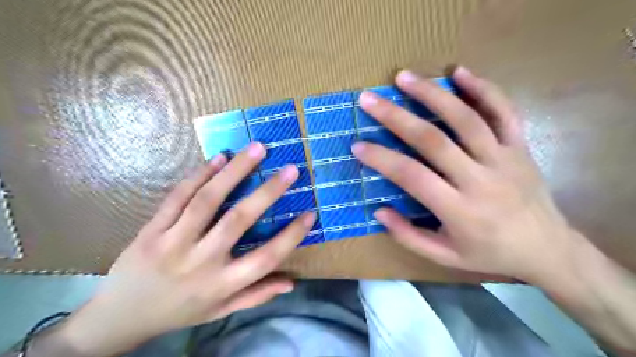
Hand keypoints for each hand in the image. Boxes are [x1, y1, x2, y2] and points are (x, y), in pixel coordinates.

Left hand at [56, 143, 312, 356]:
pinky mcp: (151, 229)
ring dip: (235, 171)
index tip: (310, 213)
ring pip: (207, 200)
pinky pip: (177, 197)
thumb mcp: (220, 311)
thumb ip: (256, 295)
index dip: (291, 236)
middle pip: (238, 221)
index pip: (265, 259)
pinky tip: (219, 158)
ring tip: (257, 149)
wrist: (120, 317)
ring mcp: (172, 242)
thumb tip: (291, 282)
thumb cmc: (180, 312)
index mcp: (221, 284)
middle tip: (291, 169)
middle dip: (268, 192)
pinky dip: (200, 175)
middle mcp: (200, 262)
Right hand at [353, 67, 576, 284]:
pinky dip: (482, 88)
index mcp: (459, 210)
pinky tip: (459, 72)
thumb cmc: (489, 254)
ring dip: (432, 94)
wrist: (547, 249)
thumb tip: (379, 211)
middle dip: (396, 117)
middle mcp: (480, 180)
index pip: (412, 176)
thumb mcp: (444, 257)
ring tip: (404, 77)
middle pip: (433, 140)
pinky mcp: (520, 147)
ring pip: (465, 118)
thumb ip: (409, 237)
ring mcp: (503, 158)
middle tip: (370, 99)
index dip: (381, 159)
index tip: (358, 145)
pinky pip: (503, 111)